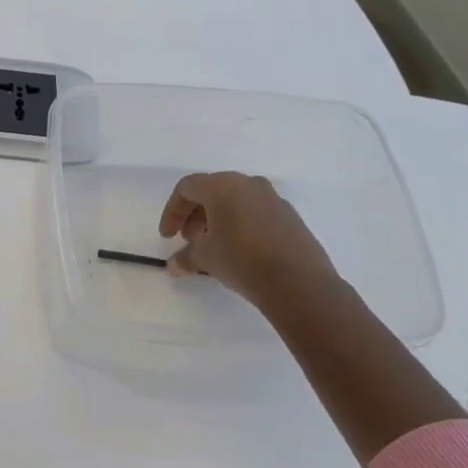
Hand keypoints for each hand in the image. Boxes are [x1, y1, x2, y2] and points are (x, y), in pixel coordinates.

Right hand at [158, 172, 340, 311]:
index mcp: (223, 186)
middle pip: (211, 191)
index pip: (187, 188)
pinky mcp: (290, 216)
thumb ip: (185, 257)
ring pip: (235, 201)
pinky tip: (240, 251)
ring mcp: (273, 199)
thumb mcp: (206, 258)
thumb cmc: (242, 260)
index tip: (168, 236)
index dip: (172, 211)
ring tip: (214, 247)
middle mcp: (248, 184)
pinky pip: (256, 212)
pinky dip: (240, 225)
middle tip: (190, 240)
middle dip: (195, 215)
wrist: (299, 283)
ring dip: (218, 220)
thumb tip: (174, 265)